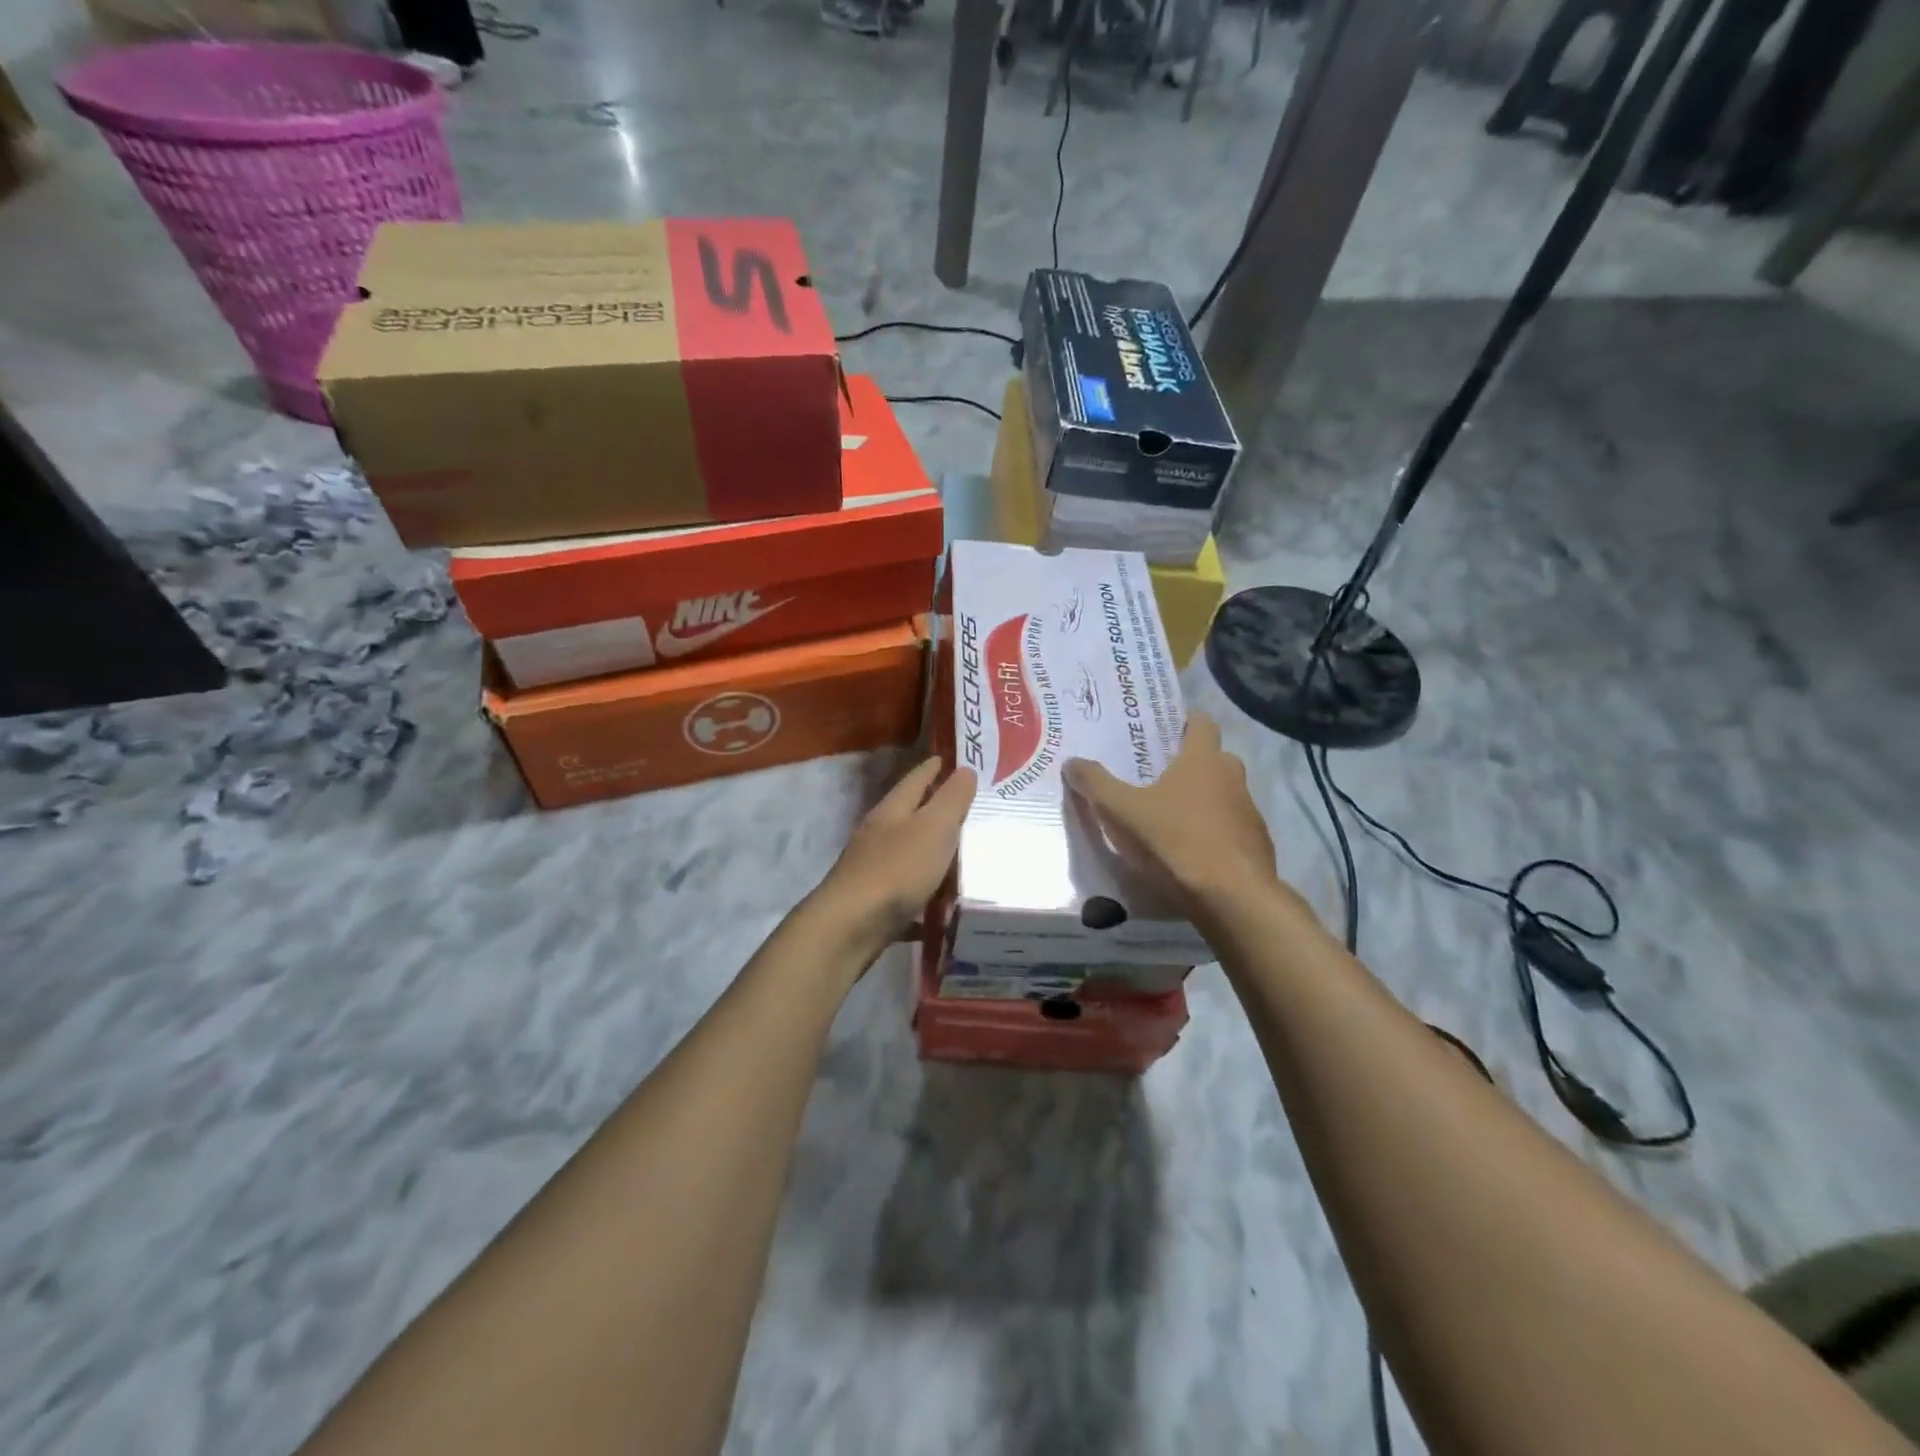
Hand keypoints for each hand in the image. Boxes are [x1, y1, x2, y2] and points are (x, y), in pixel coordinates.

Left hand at [813, 757, 976, 956]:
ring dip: (930, 852)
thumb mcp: (933, 828)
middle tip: (966, 807)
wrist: (850, 926)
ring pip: (907, 853)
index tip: (949, 759)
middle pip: (908, 815)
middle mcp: (879, 835)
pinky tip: (942, 905)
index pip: (915, 779)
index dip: (933, 768)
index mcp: (892, 810)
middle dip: (933, 809)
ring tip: (961, 854)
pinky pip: (906, 892)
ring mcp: (873, 869)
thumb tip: (965, 770)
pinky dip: (924, 894)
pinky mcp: (874, 902)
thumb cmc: (896, 869)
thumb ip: (951, 800)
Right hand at [1063, 710, 1282, 911]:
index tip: (1160, 730)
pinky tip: (1189, 851)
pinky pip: (1230, 828)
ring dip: (1201, 800)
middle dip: (1187, 763)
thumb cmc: (1175, 841)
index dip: (1182, 721)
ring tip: (1169, 816)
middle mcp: (1232, 777)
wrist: (1232, 898)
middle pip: (1212, 759)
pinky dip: (1212, 832)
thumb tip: (1072, 761)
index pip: (1201, 722)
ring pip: (1223, 794)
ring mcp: (1248, 812)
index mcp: (1203, 759)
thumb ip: (1095, 784)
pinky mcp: (1255, 845)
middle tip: (1155, 774)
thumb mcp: (1121, 811)